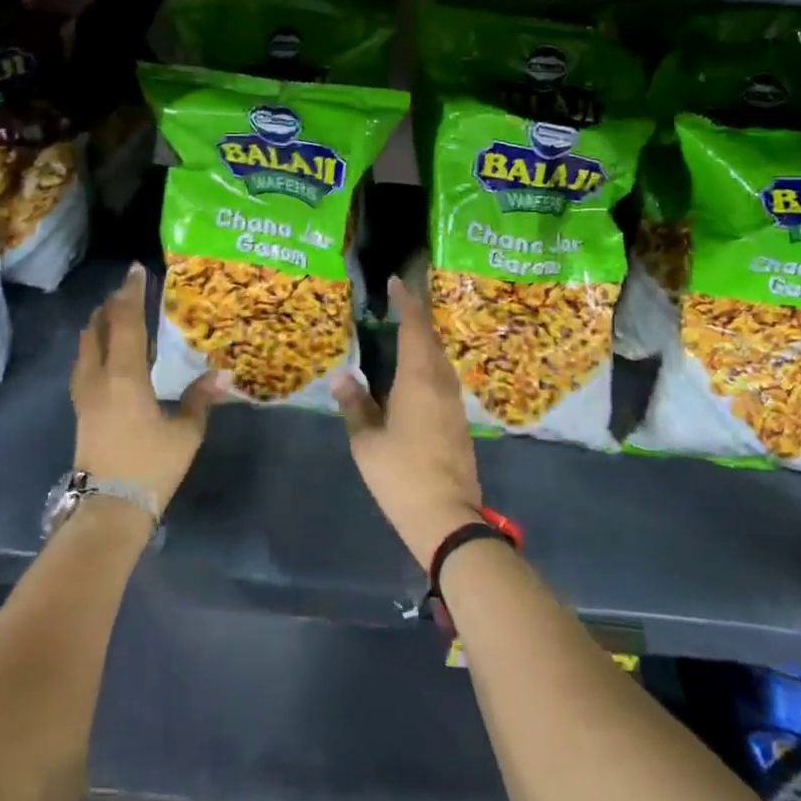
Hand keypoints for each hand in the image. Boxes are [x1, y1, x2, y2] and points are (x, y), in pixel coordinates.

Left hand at [71, 263, 226, 514]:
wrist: (108, 510)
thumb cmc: (150, 467)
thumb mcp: (186, 433)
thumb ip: (201, 399)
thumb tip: (223, 374)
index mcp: (125, 376)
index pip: (126, 323)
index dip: (132, 294)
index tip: (136, 270)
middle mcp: (99, 377)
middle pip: (99, 328)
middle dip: (112, 304)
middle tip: (128, 288)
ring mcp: (84, 394)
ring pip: (85, 345)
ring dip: (98, 323)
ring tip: (113, 312)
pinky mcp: (80, 409)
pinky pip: (83, 363)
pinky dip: (93, 345)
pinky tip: (103, 351)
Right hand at [332, 277, 483, 572]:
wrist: (447, 517)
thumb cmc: (401, 475)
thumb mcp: (366, 441)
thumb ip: (354, 405)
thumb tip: (342, 376)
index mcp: (419, 379)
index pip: (415, 328)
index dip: (407, 302)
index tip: (397, 282)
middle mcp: (442, 383)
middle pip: (431, 340)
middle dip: (417, 318)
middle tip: (397, 303)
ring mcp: (454, 403)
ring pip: (440, 360)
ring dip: (424, 342)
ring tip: (402, 334)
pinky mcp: (459, 421)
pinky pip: (442, 378)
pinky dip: (428, 365)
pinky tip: (414, 374)